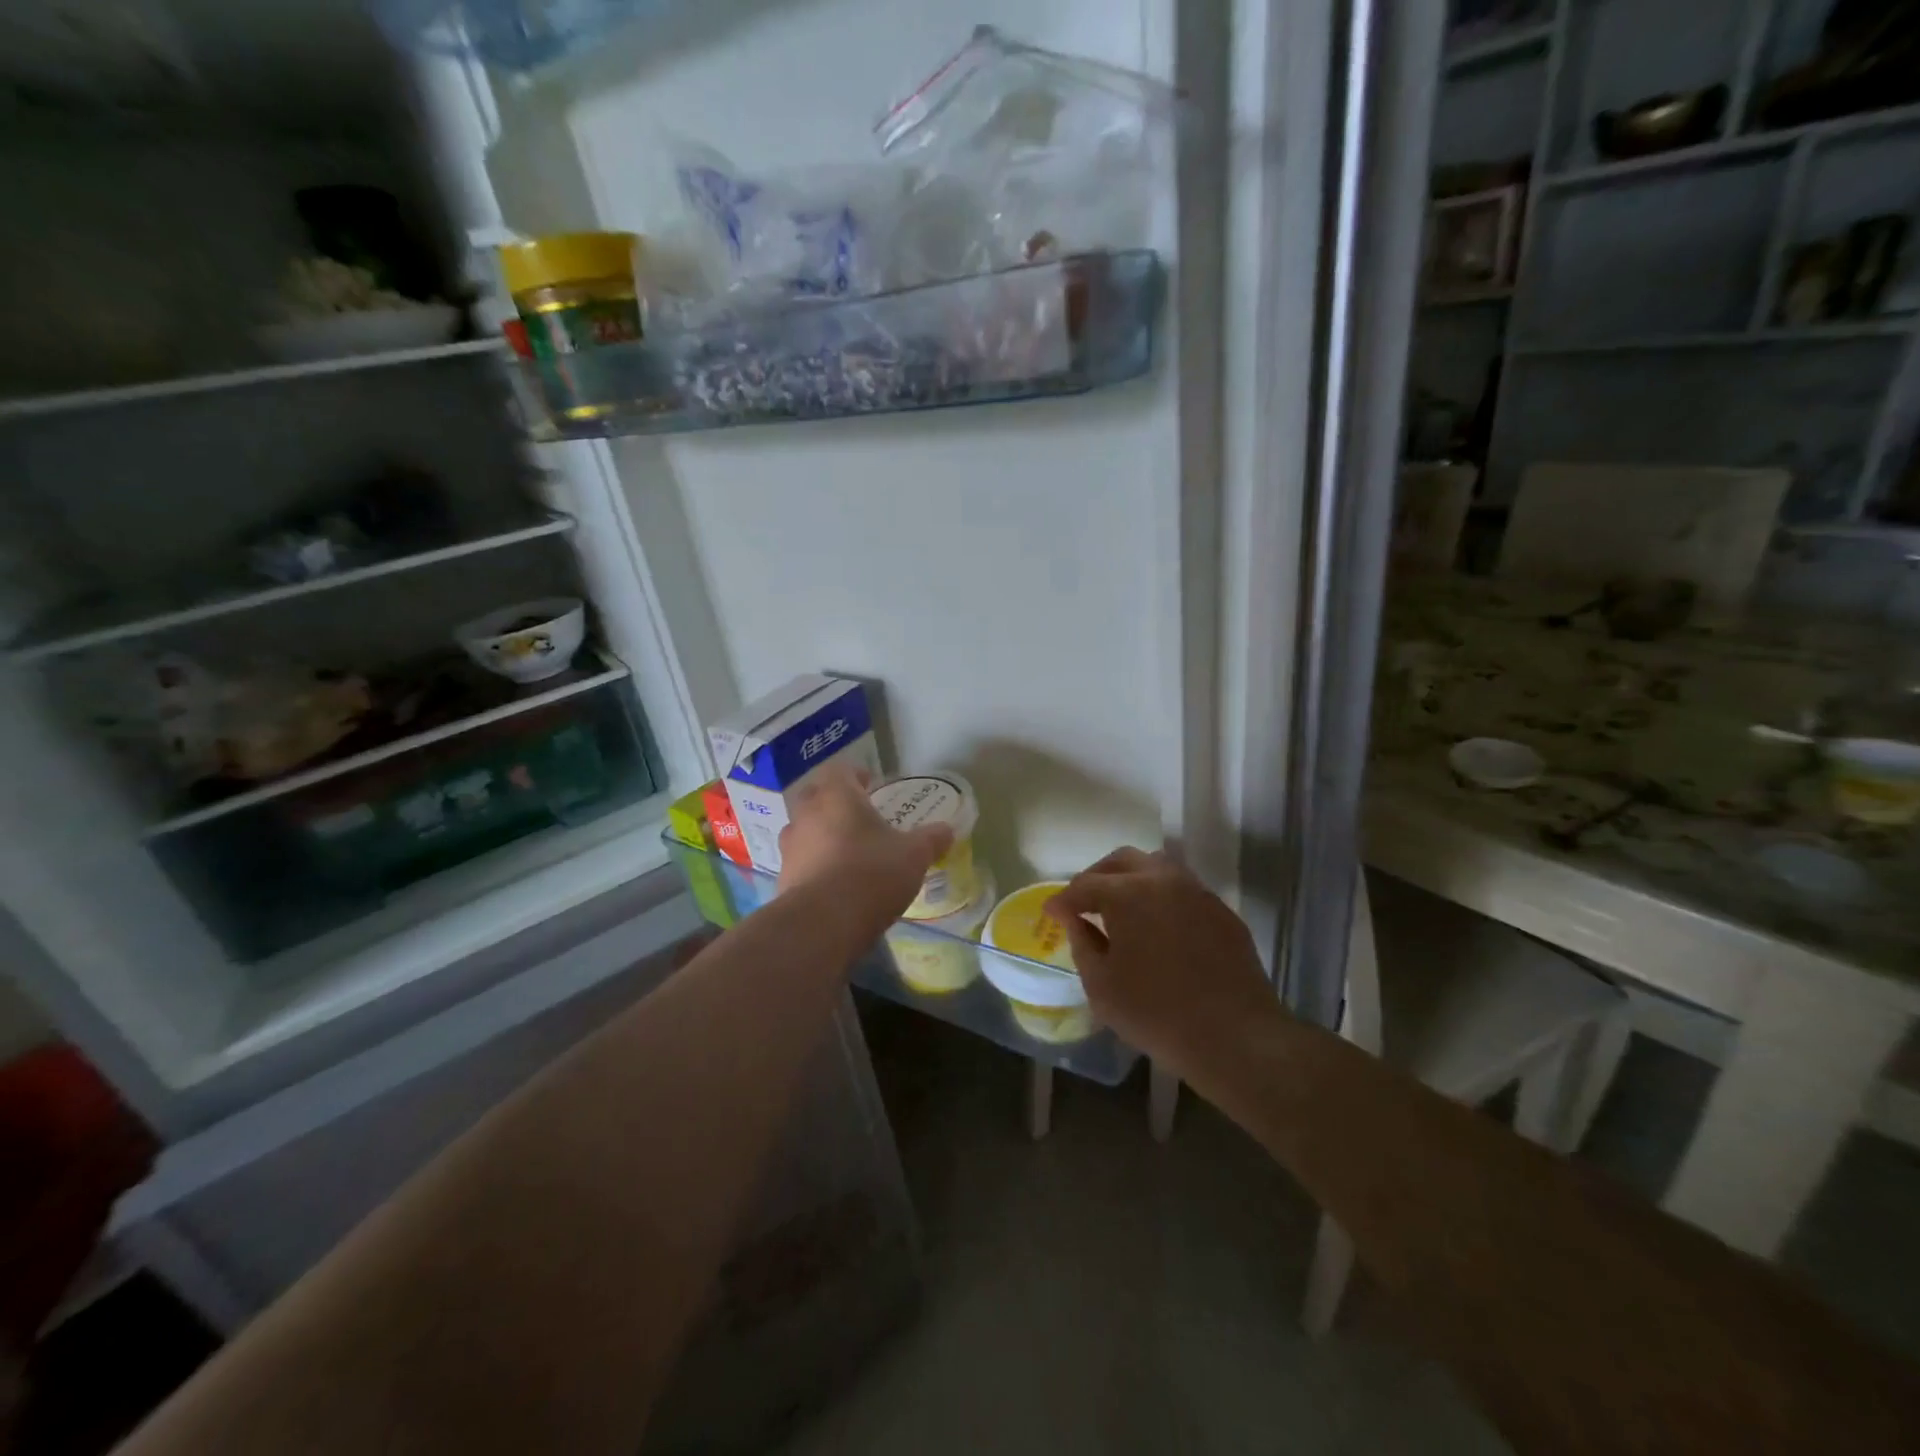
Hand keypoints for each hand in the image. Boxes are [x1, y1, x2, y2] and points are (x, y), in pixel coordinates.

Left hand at [777, 762, 953, 916]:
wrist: (823, 923)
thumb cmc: (871, 873)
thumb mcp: (914, 855)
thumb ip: (931, 839)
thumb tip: (947, 830)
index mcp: (836, 797)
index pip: (841, 771)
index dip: (856, 776)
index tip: (870, 785)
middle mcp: (806, 815)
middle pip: (817, 797)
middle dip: (835, 804)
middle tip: (858, 818)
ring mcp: (790, 847)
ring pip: (805, 831)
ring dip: (822, 836)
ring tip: (847, 853)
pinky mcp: (783, 879)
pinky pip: (801, 863)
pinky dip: (815, 866)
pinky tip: (834, 884)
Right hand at [1044, 848, 1276, 1070]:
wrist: (1236, 1037)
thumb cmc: (1156, 1014)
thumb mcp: (1102, 986)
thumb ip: (1082, 944)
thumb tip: (1075, 920)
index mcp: (1127, 893)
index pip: (1084, 885)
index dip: (1063, 899)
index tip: (1051, 913)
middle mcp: (1162, 879)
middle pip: (1121, 861)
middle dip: (1096, 877)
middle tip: (1083, 903)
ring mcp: (1197, 892)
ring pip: (1156, 867)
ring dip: (1131, 880)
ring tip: (1120, 909)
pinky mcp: (1222, 912)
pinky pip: (1182, 890)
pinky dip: (1161, 898)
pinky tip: (1157, 927)